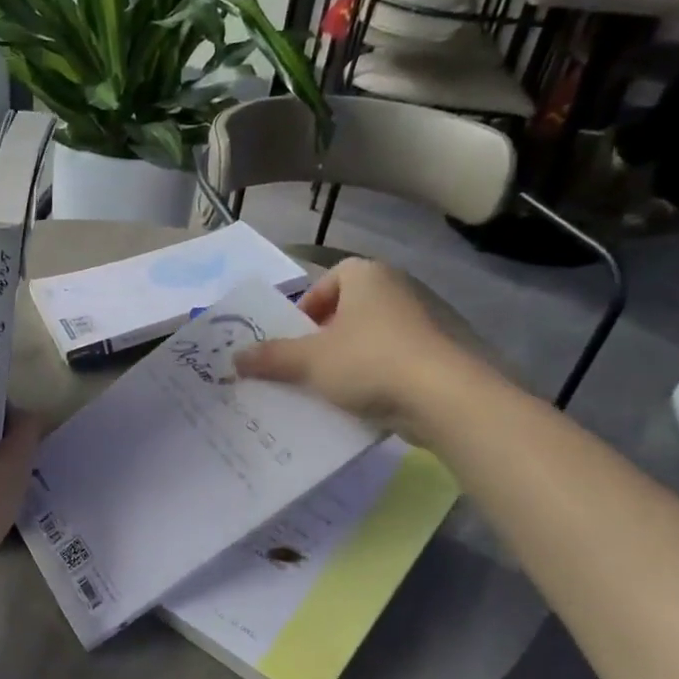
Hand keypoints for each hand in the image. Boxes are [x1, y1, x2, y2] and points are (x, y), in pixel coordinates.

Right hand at [233, 259, 481, 435]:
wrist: (443, 396)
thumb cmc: (368, 362)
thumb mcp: (309, 361)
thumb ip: (271, 358)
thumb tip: (235, 358)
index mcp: (367, 275)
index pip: (329, 280)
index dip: (306, 308)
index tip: (294, 339)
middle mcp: (397, 289)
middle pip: (348, 310)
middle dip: (323, 338)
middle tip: (304, 367)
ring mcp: (423, 321)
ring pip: (370, 338)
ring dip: (347, 359)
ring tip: (327, 389)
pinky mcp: (437, 354)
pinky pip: (392, 360)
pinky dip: (374, 376)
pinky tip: (360, 402)